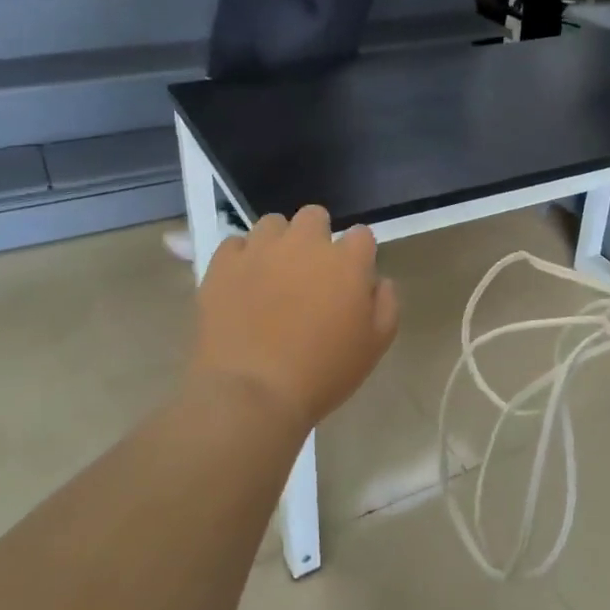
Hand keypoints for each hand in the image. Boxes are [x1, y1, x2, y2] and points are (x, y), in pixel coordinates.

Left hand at [189, 206, 399, 433]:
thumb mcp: (374, 346)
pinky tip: (243, 282)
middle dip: (316, 236)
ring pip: (272, 224)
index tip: (351, 278)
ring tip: (272, 273)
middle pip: (314, 216)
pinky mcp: (224, 264)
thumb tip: (379, 281)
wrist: (253, 393)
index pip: (361, 235)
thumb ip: (386, 305)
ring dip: (278, 242)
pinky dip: (241, 258)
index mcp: (347, 261)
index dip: (358, 254)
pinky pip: (235, 244)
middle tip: (310, 272)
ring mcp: (261, 250)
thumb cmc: (322, 373)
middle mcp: (305, 243)